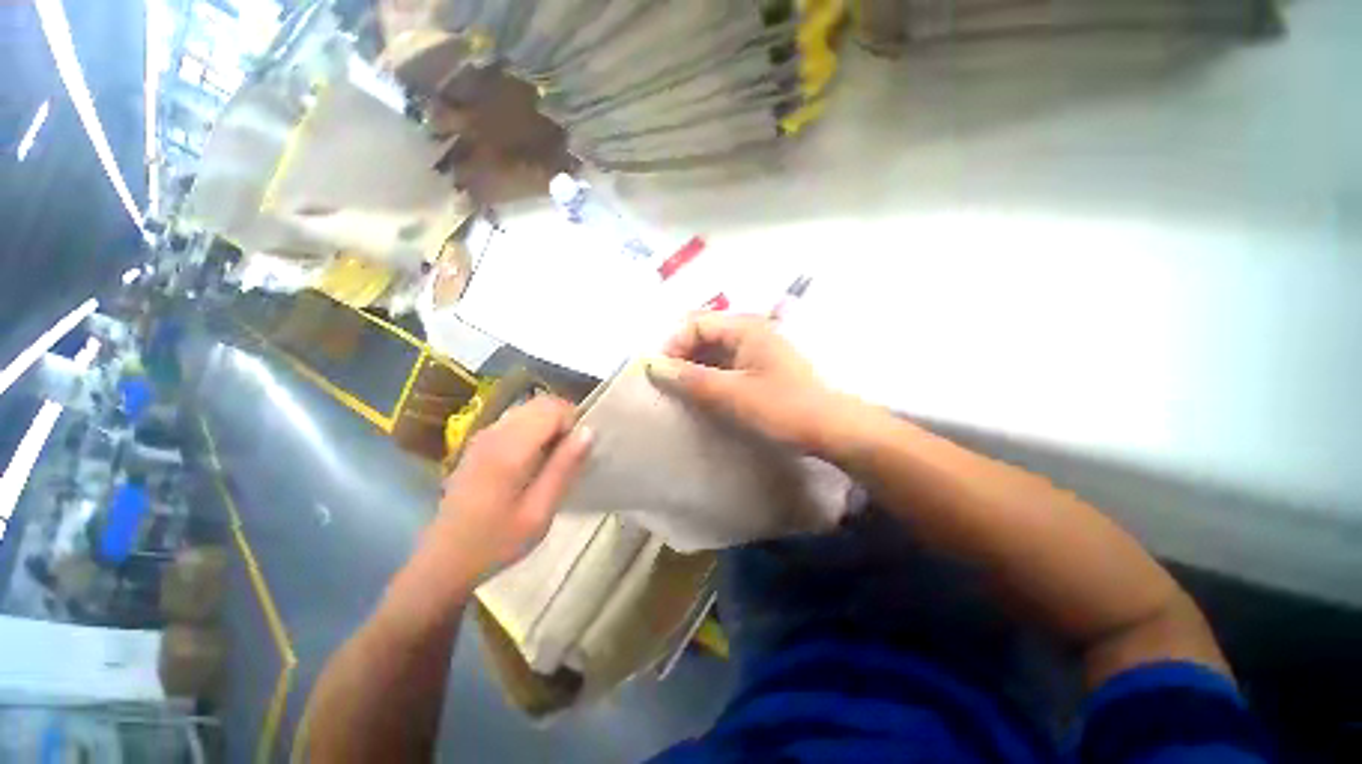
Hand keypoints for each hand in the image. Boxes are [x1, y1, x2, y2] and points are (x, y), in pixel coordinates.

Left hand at [431, 396, 592, 581]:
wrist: (444, 561)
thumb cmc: (496, 542)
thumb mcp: (539, 512)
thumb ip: (564, 467)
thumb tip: (589, 431)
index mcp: (509, 449)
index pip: (552, 408)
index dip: (573, 422)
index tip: (578, 451)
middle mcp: (494, 433)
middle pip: (540, 403)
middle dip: (563, 420)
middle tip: (569, 454)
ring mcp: (483, 436)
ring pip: (528, 409)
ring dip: (549, 425)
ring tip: (553, 459)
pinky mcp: (479, 443)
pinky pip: (516, 421)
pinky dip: (534, 429)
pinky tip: (532, 460)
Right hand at [649, 313, 853, 455]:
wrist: (831, 428)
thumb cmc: (782, 407)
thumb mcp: (732, 394)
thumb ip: (691, 379)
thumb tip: (653, 366)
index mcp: (745, 328)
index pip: (696, 323)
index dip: (674, 343)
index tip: (661, 372)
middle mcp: (751, 332)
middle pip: (705, 334)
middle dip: (683, 356)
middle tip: (669, 384)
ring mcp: (758, 350)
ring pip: (716, 351)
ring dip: (696, 368)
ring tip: (683, 393)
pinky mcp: (762, 369)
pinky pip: (728, 366)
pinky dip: (712, 377)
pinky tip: (705, 396)